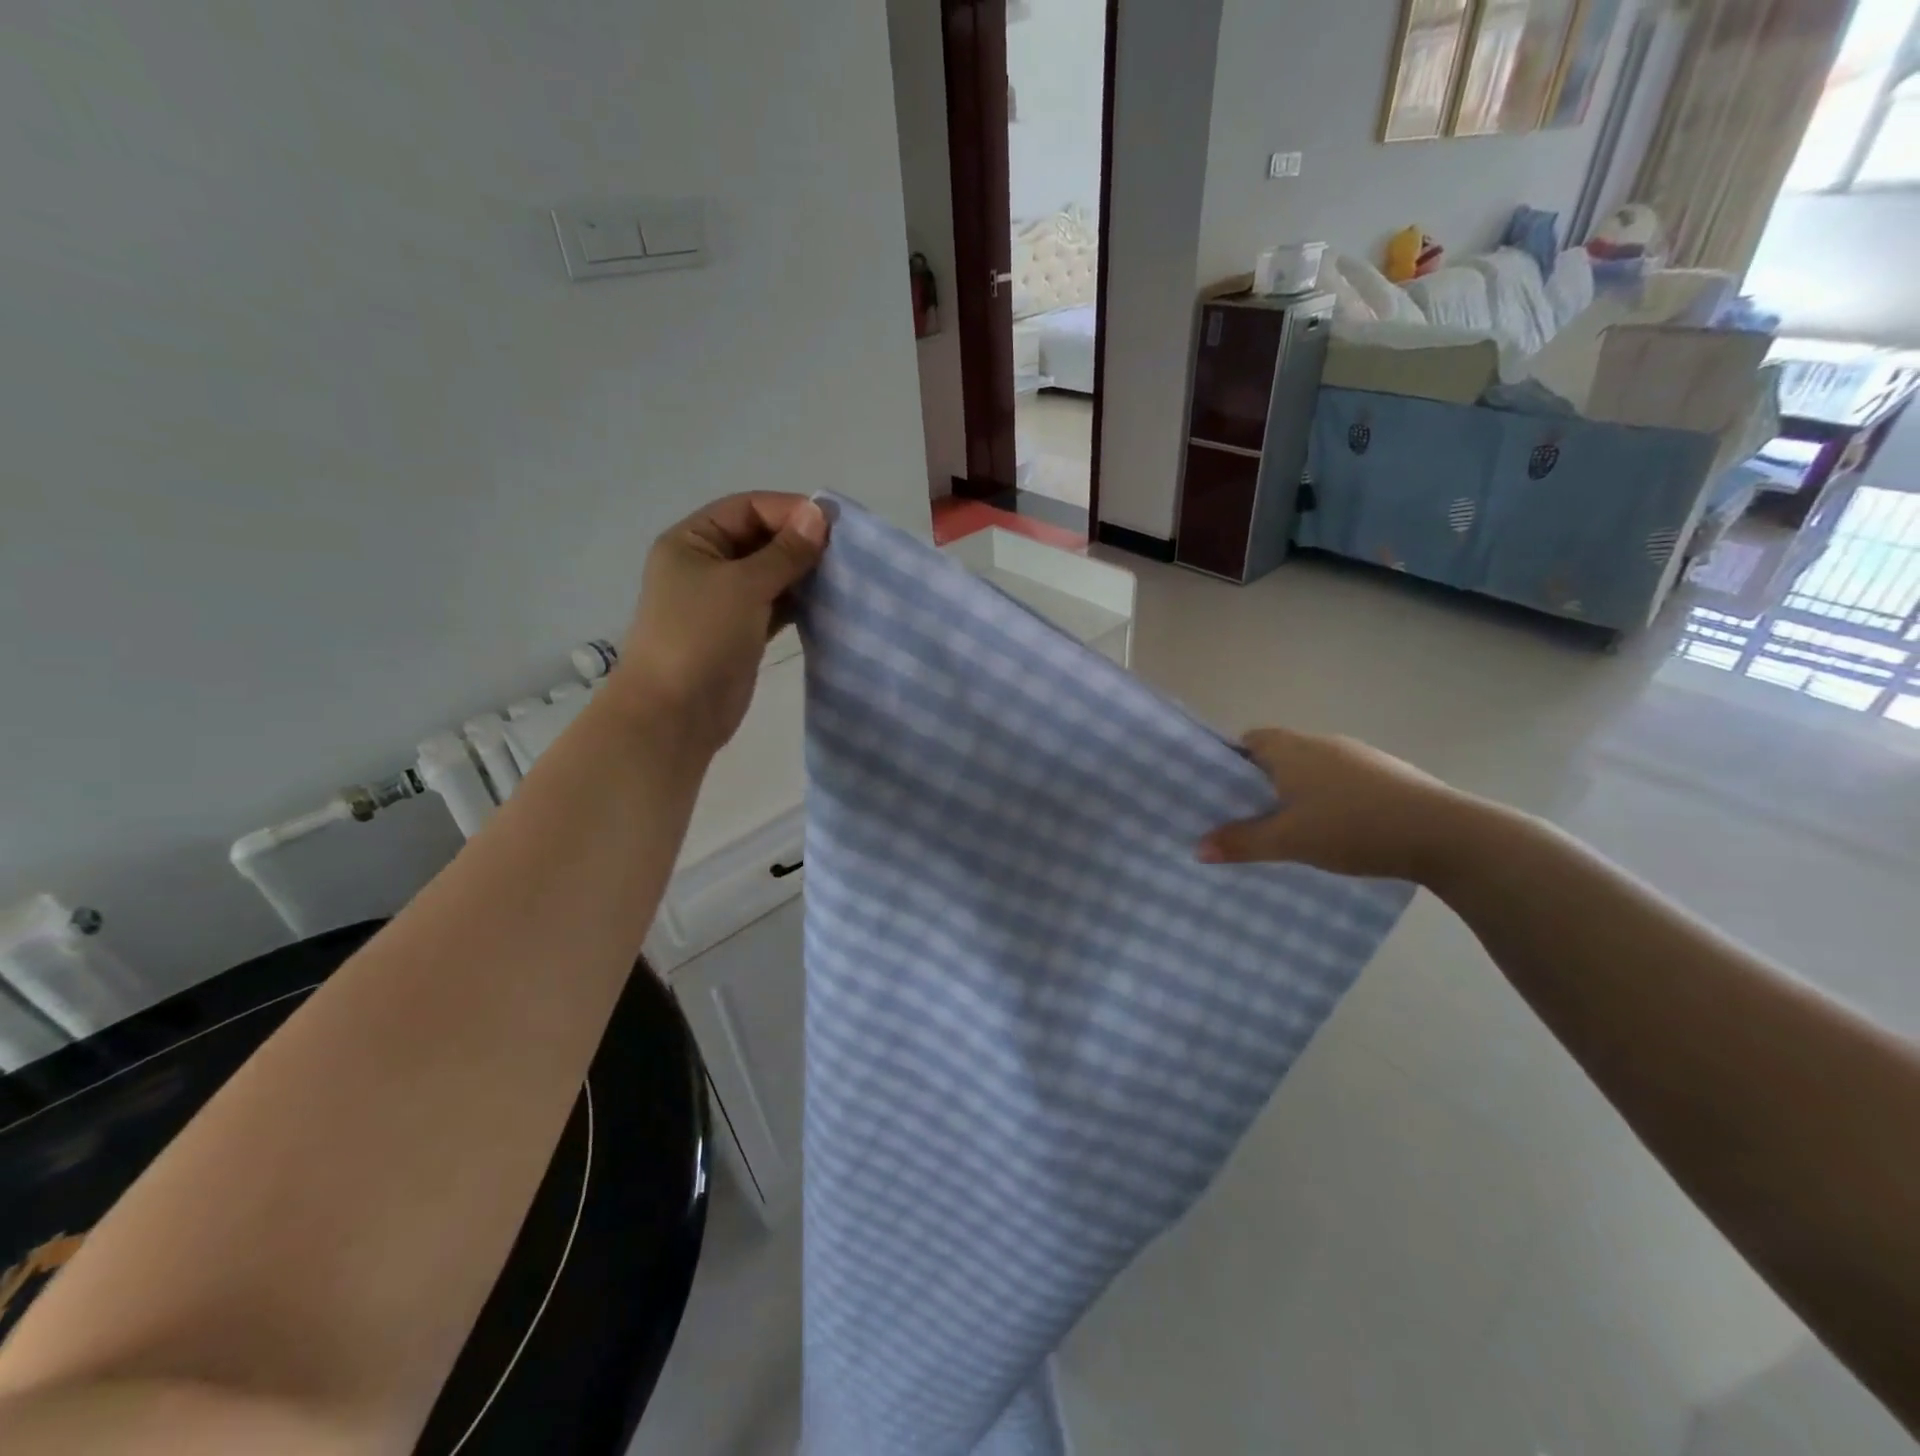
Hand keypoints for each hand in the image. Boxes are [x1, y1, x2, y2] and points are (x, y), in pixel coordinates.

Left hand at [605, 493, 828, 752]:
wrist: (675, 713)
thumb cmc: (701, 637)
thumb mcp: (743, 586)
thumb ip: (785, 552)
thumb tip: (819, 514)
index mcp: (693, 541)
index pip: (747, 509)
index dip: (789, 511)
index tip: (834, 525)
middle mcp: (706, 565)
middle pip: (760, 539)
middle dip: (800, 543)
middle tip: (845, 553)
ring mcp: (724, 601)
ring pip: (771, 574)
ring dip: (803, 574)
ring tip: (843, 577)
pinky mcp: (741, 632)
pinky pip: (775, 605)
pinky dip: (799, 602)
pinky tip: (828, 603)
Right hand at [1196, 726, 1474, 882]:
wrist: (1444, 832)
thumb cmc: (1352, 826)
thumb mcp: (1289, 840)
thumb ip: (1242, 842)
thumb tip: (1198, 848)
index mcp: (1292, 748)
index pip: (1248, 740)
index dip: (1229, 763)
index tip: (1218, 792)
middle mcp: (1323, 743)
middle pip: (1278, 754)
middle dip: (1260, 782)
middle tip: (1245, 815)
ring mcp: (1359, 756)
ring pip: (1311, 769)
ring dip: (1296, 791)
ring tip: (1288, 827)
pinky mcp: (1387, 775)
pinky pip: (1340, 781)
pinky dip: (1327, 799)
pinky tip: (1334, 830)